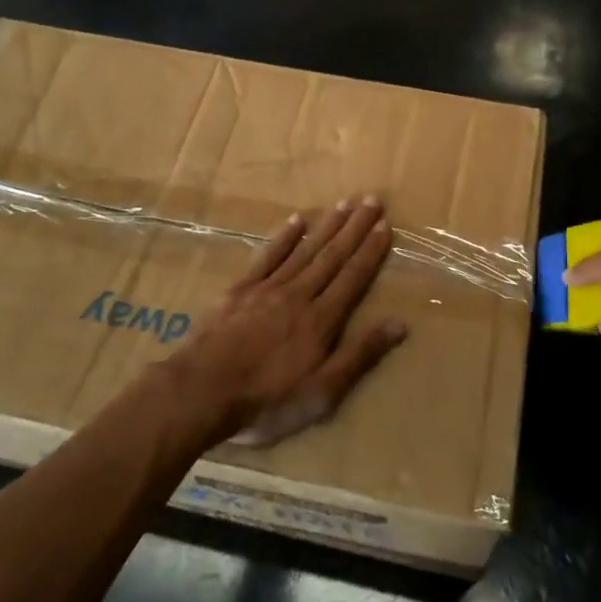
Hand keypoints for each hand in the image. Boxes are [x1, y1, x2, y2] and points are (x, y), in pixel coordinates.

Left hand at [172, 196, 406, 445]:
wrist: (200, 391)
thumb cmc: (267, 400)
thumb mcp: (322, 393)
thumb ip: (360, 355)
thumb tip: (400, 324)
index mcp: (321, 320)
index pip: (353, 277)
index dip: (371, 251)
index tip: (385, 225)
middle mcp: (299, 294)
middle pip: (332, 256)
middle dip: (355, 228)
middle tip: (371, 200)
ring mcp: (267, 289)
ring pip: (304, 250)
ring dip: (326, 226)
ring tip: (344, 204)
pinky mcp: (239, 290)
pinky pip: (267, 256)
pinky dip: (283, 237)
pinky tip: (296, 221)